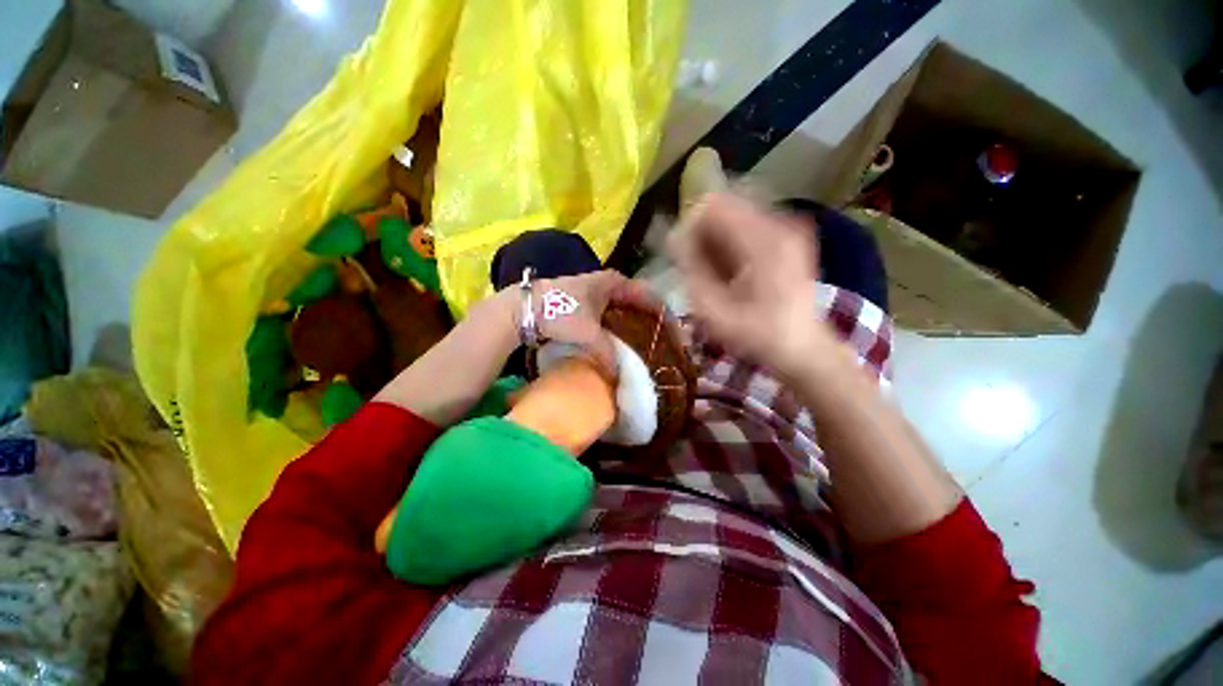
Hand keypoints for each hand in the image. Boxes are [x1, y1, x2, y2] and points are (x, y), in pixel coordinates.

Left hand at [527, 270, 653, 376]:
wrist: (524, 307)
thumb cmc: (560, 312)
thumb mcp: (588, 334)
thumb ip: (607, 355)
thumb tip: (618, 377)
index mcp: (616, 283)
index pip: (650, 297)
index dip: (665, 316)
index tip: (676, 336)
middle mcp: (610, 283)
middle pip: (640, 303)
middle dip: (653, 322)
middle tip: (665, 343)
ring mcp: (598, 292)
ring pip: (625, 309)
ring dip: (636, 325)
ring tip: (647, 345)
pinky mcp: (587, 303)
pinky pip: (612, 315)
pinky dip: (619, 327)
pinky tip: (622, 342)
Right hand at [667, 193, 828, 374]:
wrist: (801, 348)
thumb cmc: (755, 335)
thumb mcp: (713, 310)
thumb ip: (691, 270)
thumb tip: (674, 239)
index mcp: (762, 241)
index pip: (713, 205)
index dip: (689, 226)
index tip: (683, 256)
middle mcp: (780, 224)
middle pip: (725, 207)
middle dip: (703, 234)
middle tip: (697, 267)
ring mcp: (789, 229)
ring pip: (736, 216)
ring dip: (716, 240)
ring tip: (715, 273)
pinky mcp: (790, 238)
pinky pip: (749, 226)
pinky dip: (732, 244)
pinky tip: (731, 271)